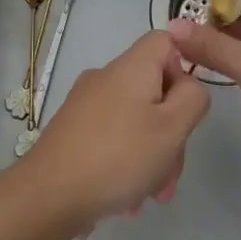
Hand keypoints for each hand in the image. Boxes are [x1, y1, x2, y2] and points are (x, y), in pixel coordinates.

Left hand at [14, 30, 210, 231]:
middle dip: (171, 130)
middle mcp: (106, 78)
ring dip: (152, 155)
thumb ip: (193, 99)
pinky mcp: (72, 131)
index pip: (166, 41)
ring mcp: (85, 105)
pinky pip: (113, 137)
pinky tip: (128, 198)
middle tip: (172, 171)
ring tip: (152, 194)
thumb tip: (188, 87)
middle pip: (154, 88)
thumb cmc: (118, 157)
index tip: (186, 107)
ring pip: (136, 119)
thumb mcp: (172, 128)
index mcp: (131, 67)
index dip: (184, 68)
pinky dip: (127, 162)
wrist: (47, 196)